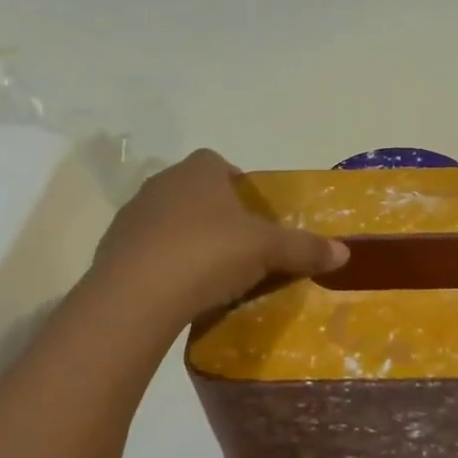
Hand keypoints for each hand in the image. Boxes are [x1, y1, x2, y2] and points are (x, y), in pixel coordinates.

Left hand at [88, 150, 348, 327]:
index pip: (218, 163)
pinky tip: (180, 291)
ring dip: (186, 238)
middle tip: (238, 246)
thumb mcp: (267, 250)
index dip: (236, 184)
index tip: (252, 214)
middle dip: (214, 213)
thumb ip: (304, 248)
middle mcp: (161, 184)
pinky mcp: (111, 250)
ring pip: (167, 220)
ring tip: (210, 272)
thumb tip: (345, 252)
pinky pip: (147, 251)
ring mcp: (131, 216)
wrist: (137, 295)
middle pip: (193, 191)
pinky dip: (163, 264)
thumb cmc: (209, 253)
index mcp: (198, 172)